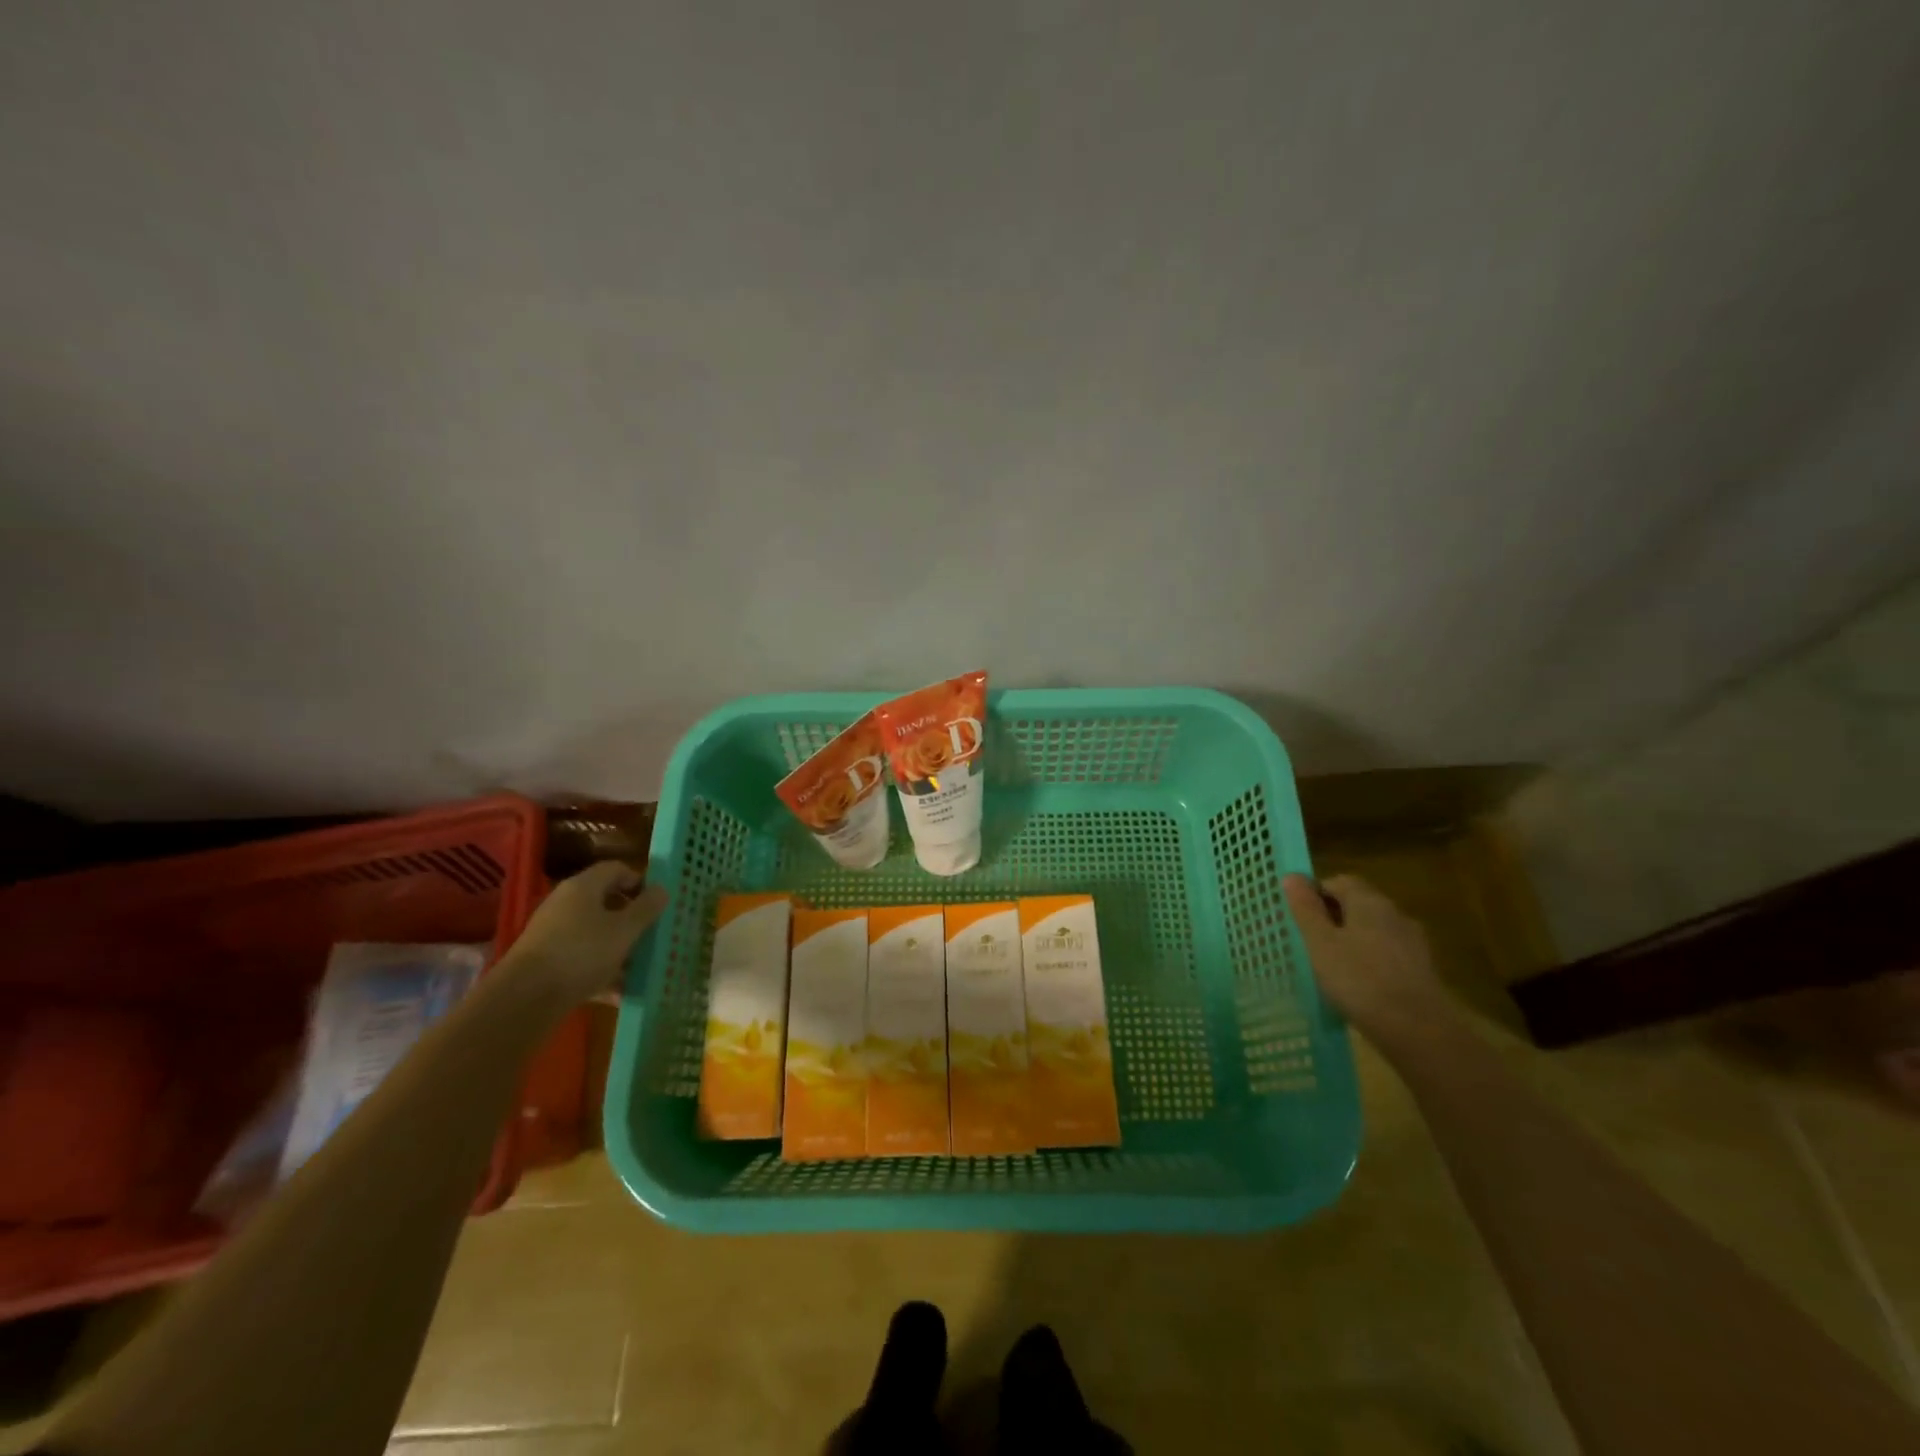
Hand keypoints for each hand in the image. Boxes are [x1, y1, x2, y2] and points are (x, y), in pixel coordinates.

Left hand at [503, 861, 668, 1006]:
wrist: (524, 998)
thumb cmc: (582, 953)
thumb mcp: (625, 930)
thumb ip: (647, 908)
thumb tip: (662, 889)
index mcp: (583, 886)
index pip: (616, 869)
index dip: (639, 881)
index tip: (657, 901)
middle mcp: (565, 903)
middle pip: (605, 901)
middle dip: (631, 917)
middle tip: (652, 933)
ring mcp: (552, 932)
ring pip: (594, 932)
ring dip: (618, 946)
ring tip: (639, 966)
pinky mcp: (545, 960)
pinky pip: (581, 957)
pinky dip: (600, 969)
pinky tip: (616, 992)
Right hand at [1282, 873, 1446, 1048]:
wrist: (1419, 1031)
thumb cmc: (1359, 980)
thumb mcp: (1320, 943)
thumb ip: (1305, 908)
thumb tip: (1291, 875)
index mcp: (1369, 902)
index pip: (1338, 881)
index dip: (1315, 893)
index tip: (1297, 916)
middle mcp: (1395, 914)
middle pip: (1358, 904)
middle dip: (1332, 917)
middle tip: (1308, 940)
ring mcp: (1412, 942)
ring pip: (1373, 930)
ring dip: (1351, 939)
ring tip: (1329, 965)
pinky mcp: (1421, 970)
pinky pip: (1386, 953)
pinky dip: (1369, 960)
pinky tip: (1357, 985)